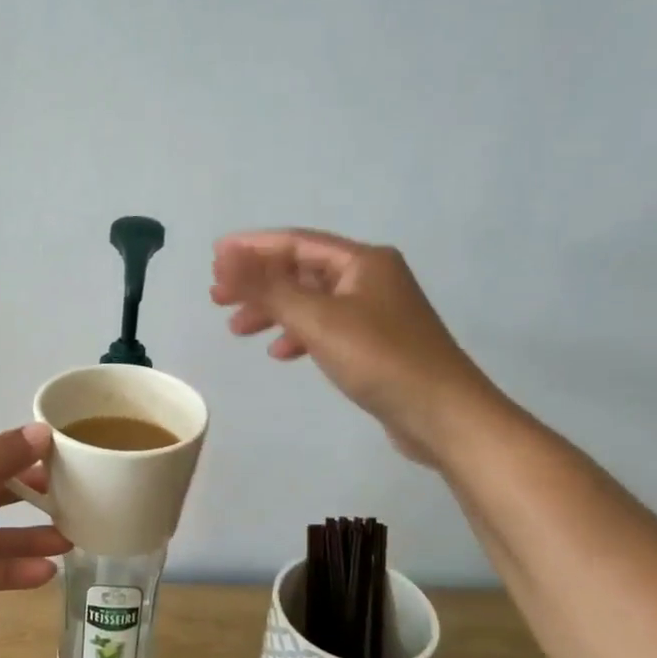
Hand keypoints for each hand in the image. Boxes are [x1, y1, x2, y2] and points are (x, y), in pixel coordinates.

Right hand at [210, 229, 503, 467]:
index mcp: (362, 261)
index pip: (296, 243)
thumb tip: (225, 256)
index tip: (213, 257)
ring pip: (310, 301)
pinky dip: (298, 335)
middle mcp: (370, 278)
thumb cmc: (379, 358)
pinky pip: (325, 327)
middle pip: (301, 271)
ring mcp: (375, 311)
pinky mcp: (375, 343)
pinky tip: (280, 353)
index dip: (252, 247)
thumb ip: (266, 287)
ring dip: (273, 311)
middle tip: (217, 298)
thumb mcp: (316, 319)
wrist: (443, 414)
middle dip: (258, 283)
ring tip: (238, 330)